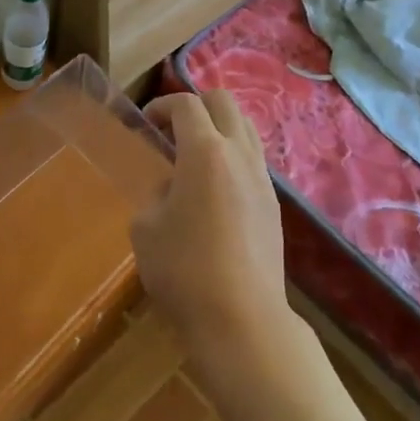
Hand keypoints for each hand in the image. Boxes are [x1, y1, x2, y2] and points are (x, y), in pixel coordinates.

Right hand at [133, 92, 289, 362]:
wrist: (241, 317)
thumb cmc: (183, 269)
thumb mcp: (146, 229)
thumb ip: (156, 195)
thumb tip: (173, 189)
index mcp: (205, 152)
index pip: (186, 105)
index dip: (162, 105)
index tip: (146, 121)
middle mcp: (239, 154)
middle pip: (224, 102)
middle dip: (196, 104)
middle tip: (173, 127)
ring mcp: (262, 178)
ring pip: (246, 128)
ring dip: (220, 128)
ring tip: (196, 155)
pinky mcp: (273, 204)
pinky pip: (254, 160)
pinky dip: (233, 157)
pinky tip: (216, 188)